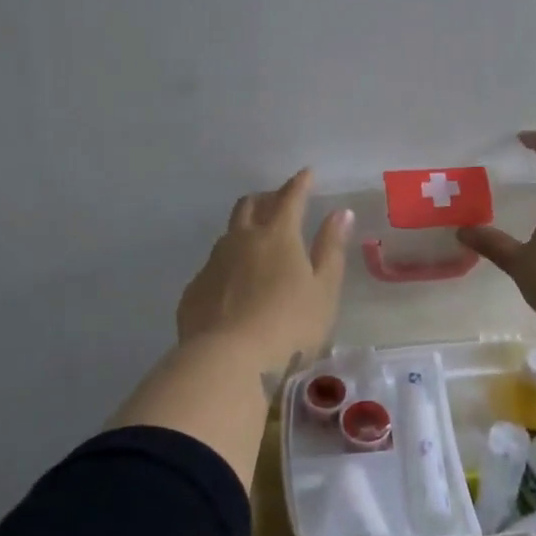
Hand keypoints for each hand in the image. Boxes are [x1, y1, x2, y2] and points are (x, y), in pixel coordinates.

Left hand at [177, 168, 353, 371]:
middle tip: (278, 202)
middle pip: (250, 205)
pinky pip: (213, 267)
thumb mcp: (323, 290)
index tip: (307, 173)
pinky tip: (234, 287)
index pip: (290, 198)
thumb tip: (340, 212)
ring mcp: (213, 264)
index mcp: (278, 236)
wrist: (226, 361)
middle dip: (265, 198)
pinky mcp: (195, 290)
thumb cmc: (289, 326)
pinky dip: (228, 266)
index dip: (300, 184)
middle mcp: (241, 240)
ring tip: (256, 244)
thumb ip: (331, 249)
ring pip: (228, 234)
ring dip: (244, 230)